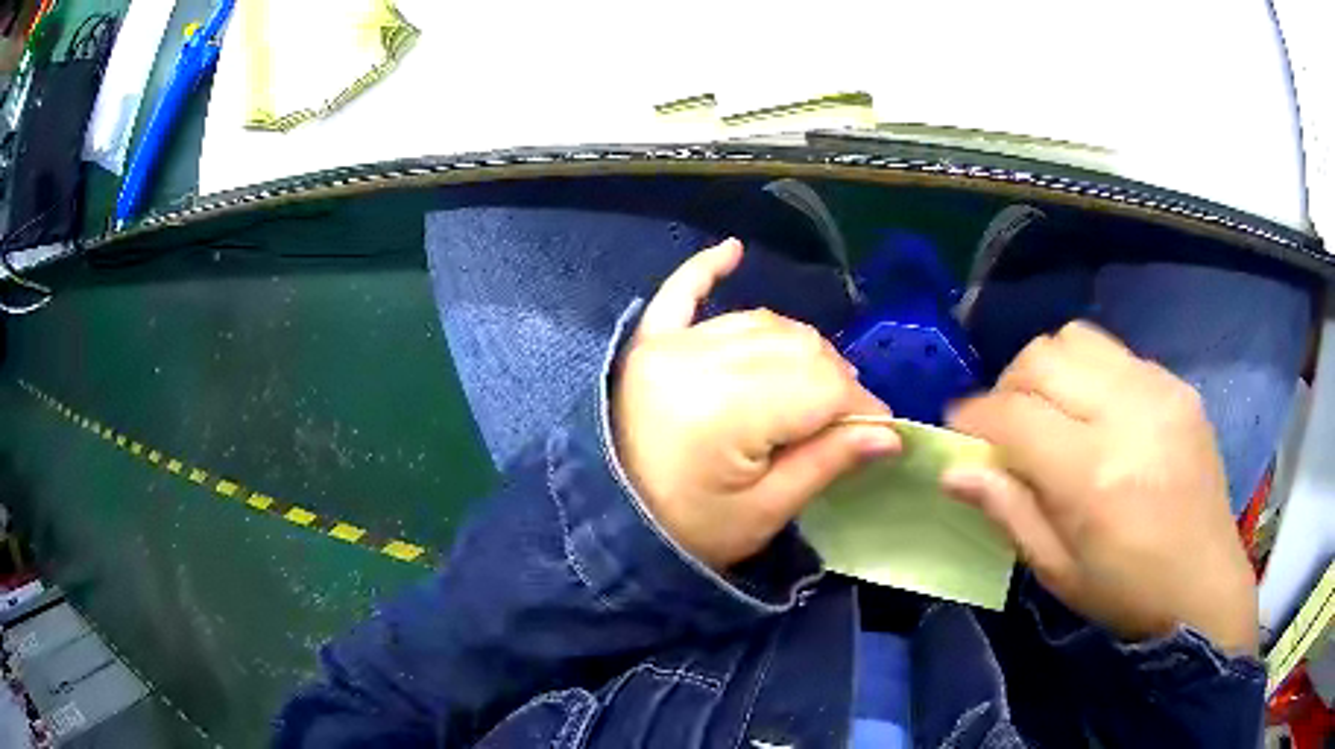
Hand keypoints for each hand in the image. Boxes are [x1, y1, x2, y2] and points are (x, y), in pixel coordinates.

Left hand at [613, 239, 899, 570]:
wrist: (609, 525)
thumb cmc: (688, 531)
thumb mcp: (764, 513)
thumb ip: (827, 462)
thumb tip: (890, 433)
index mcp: (726, 410)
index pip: (820, 386)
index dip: (860, 407)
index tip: (881, 433)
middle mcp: (699, 361)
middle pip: (797, 347)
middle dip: (836, 381)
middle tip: (846, 420)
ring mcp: (670, 345)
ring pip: (762, 323)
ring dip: (800, 348)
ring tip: (818, 385)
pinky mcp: (649, 342)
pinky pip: (681, 293)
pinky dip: (707, 270)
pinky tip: (733, 250)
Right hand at [944, 322, 1257, 653]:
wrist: (1205, 585)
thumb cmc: (1127, 593)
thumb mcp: (1058, 571)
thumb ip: (1008, 511)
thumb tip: (955, 469)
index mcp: (1094, 475)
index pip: (1015, 414)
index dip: (974, 416)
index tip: (958, 430)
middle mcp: (1128, 414)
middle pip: (1043, 357)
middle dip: (1008, 384)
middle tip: (1005, 424)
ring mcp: (1159, 390)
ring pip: (1078, 339)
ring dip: (1049, 369)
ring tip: (1051, 411)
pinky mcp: (1179, 386)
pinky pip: (1117, 355)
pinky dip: (1090, 375)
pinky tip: (1098, 416)